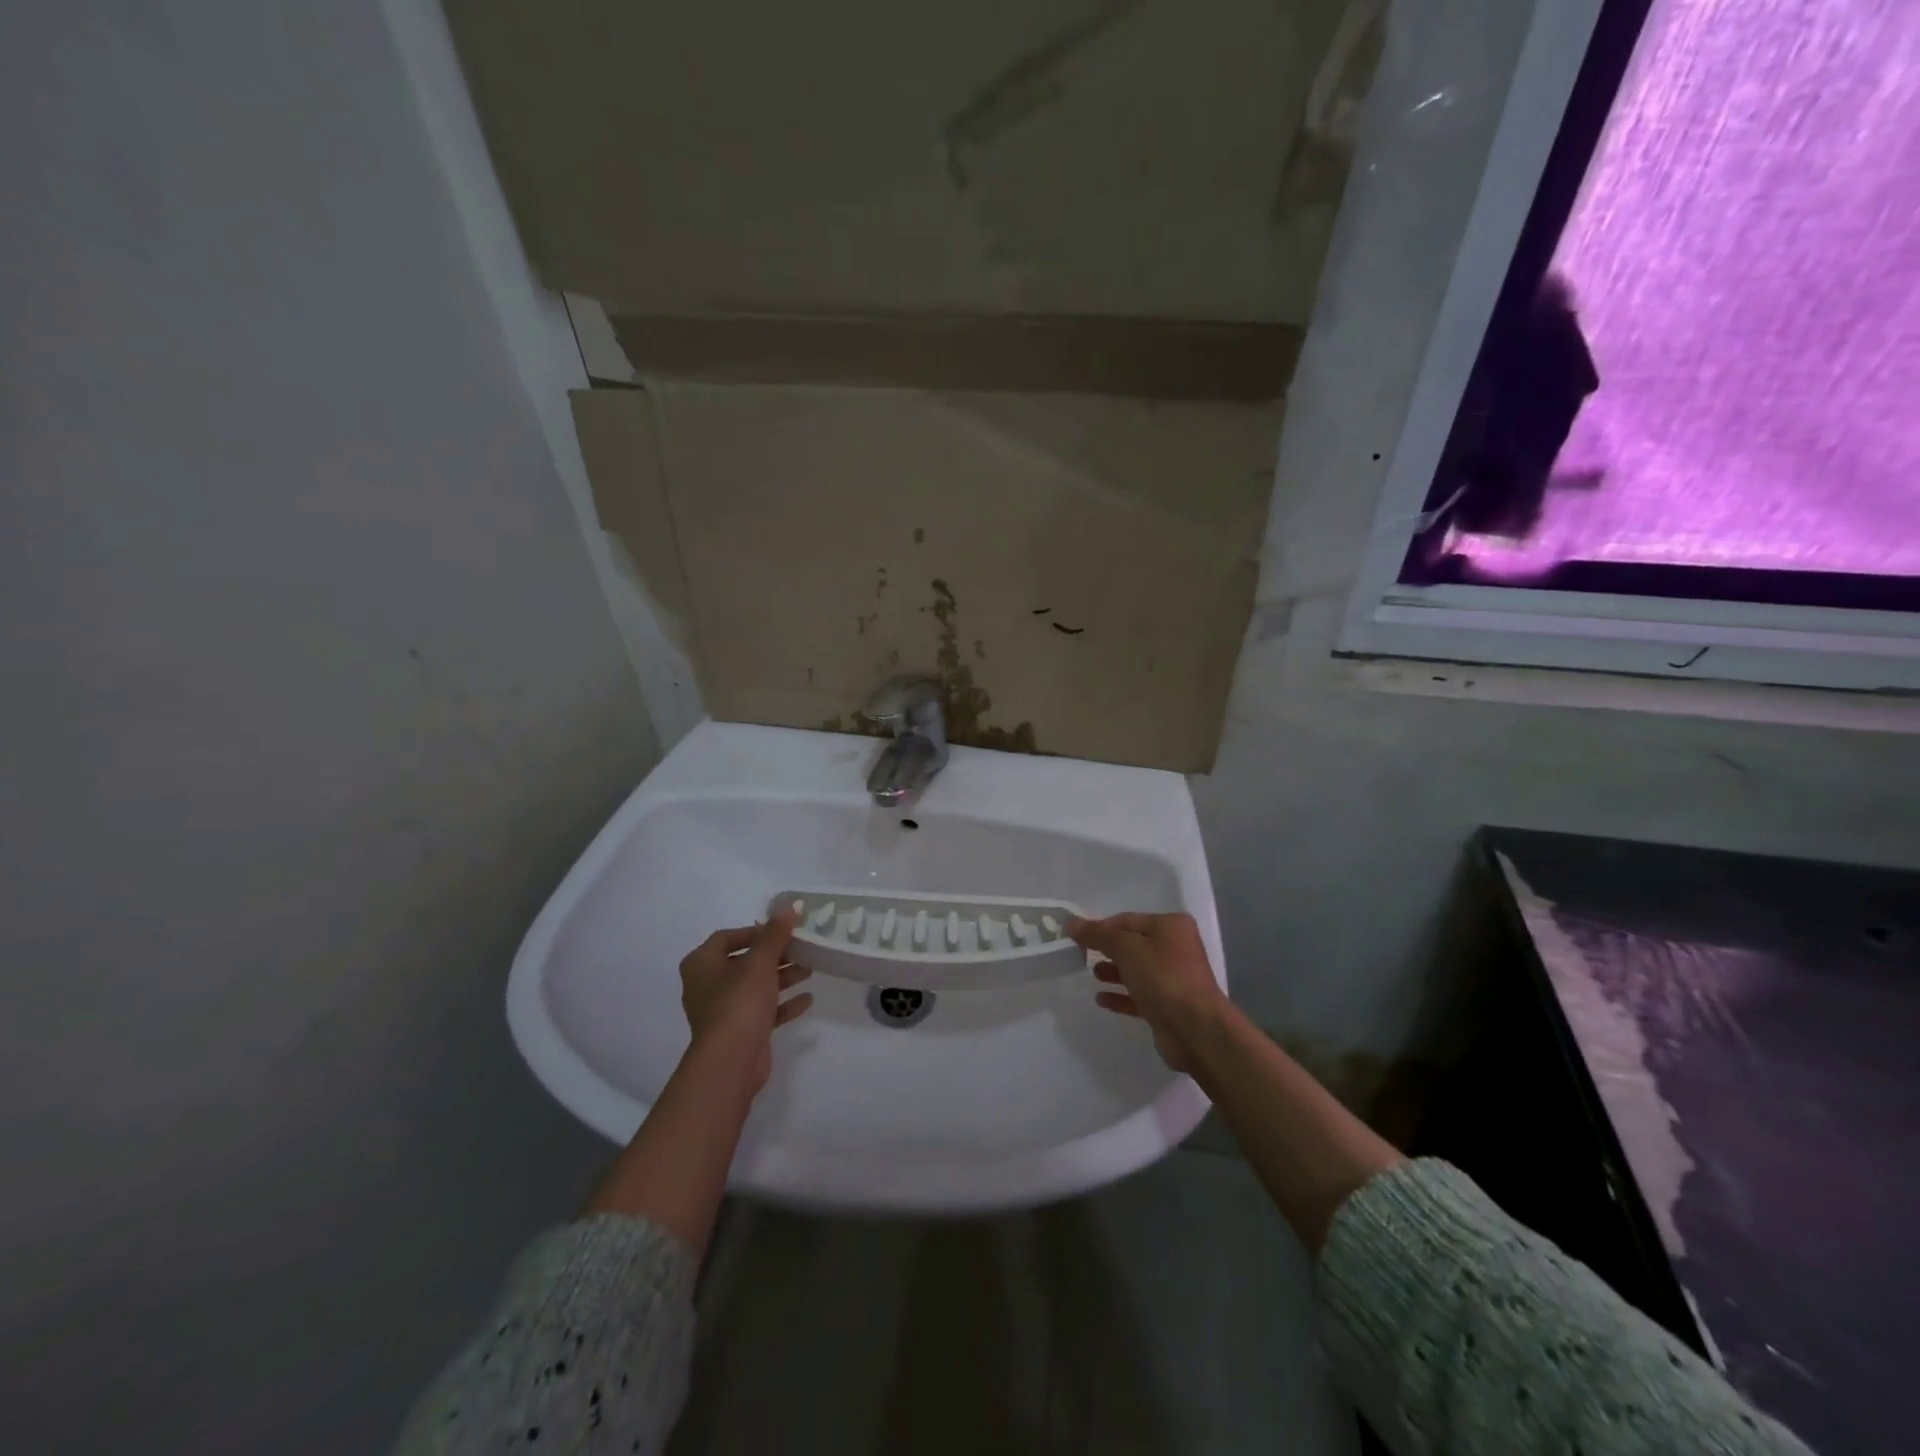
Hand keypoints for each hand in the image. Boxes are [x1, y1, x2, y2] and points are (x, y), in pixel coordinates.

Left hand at [679, 911, 812, 1089]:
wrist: (731, 1061)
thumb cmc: (740, 1002)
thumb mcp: (760, 962)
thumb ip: (775, 933)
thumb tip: (790, 907)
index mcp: (701, 964)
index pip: (727, 937)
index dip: (756, 931)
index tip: (783, 930)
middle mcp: (707, 985)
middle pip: (744, 962)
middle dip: (775, 955)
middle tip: (802, 948)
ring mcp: (722, 1011)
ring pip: (755, 986)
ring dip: (782, 977)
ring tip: (810, 969)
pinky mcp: (739, 1032)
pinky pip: (762, 1011)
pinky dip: (782, 1004)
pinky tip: (807, 999)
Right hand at [1069, 912, 1224, 1073]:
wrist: (1194, 1028)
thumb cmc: (1162, 976)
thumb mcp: (1126, 947)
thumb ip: (1097, 934)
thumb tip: (1071, 923)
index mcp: (1171, 926)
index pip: (1126, 920)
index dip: (1099, 926)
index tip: (1074, 936)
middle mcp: (1175, 948)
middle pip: (1132, 944)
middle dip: (1107, 948)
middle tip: (1080, 954)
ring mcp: (1173, 978)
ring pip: (1136, 970)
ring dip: (1113, 971)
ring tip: (1092, 974)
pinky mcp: (1168, 1006)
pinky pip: (1139, 995)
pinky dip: (1120, 995)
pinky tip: (1101, 999)